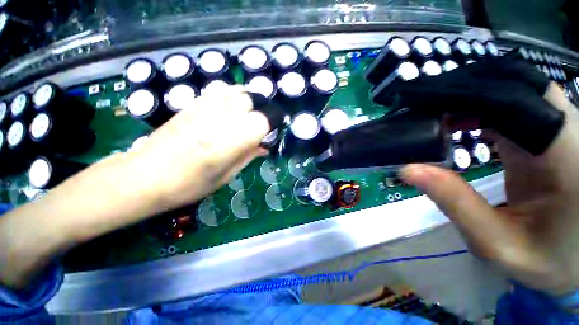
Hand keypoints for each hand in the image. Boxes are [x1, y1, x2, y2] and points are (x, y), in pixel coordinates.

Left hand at [125, 86, 268, 211]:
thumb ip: (248, 156)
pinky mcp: (192, 103)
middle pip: (253, 99)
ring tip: (248, 115)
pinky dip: (232, 96)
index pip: (265, 119)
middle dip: (263, 109)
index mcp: (232, 140)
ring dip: (248, 101)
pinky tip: (229, 110)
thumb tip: (265, 147)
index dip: (274, 122)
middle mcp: (221, 117)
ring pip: (237, 90)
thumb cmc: (189, 184)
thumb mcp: (227, 175)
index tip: (276, 129)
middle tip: (262, 123)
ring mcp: (205, 106)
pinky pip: (220, 90)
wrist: (144, 177)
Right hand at [401, 83, 578, 295]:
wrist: (576, 259)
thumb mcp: (497, 244)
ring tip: (436, 117)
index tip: (423, 105)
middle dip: (467, 90)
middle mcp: (569, 132)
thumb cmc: (545, 260)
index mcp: (567, 156)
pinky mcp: (550, 134)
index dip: (469, 94)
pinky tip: (458, 123)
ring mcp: (561, 130)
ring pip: (516, 89)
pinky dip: (481, 109)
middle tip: (425, 109)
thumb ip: (456, 204)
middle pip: (518, 83)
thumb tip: (408, 169)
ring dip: (472, 98)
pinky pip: (514, 106)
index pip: (519, 99)